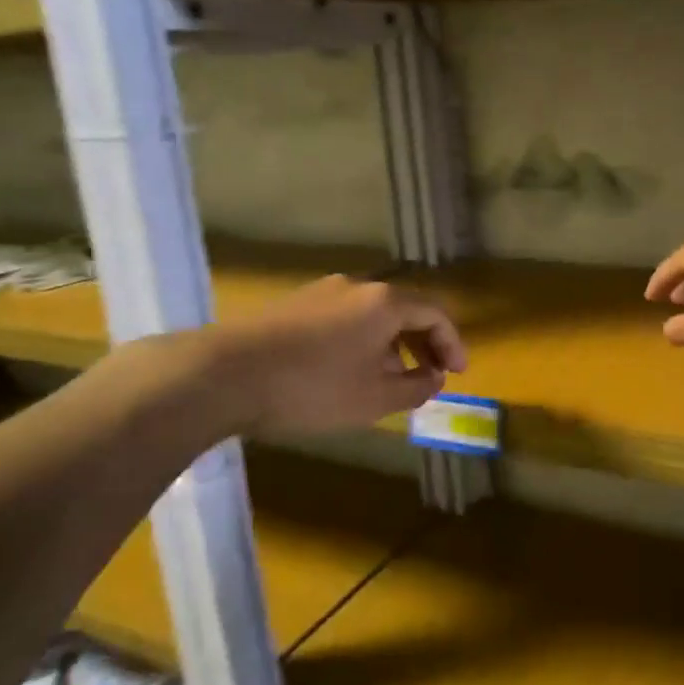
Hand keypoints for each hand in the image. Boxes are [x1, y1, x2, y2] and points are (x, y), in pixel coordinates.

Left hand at [137, 275, 466, 442]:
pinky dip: (362, 341)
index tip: (458, 373)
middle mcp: (356, 286)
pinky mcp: (294, 305)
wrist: (225, 374)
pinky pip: (344, 319)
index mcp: (384, 302)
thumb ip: (416, 387)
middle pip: (404, 310)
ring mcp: (321, 293)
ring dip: (392, 344)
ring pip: (372, 315)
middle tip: (431, 376)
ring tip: (391, 379)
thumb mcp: (375, 398)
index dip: (453, 343)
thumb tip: (434, 377)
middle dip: (423, 344)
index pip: (435, 313)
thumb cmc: (313, 387)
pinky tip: (349, 371)